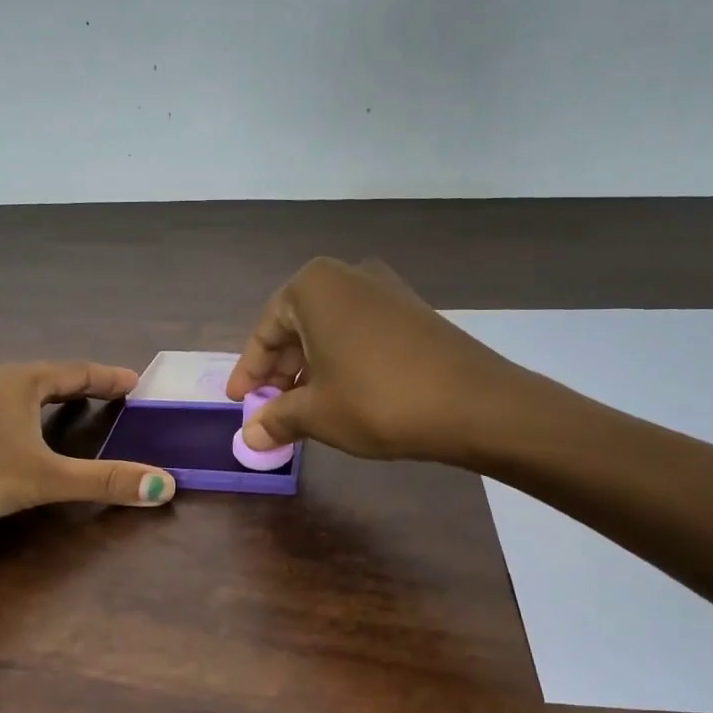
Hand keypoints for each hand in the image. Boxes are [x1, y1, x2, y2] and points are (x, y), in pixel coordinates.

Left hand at [0, 362, 176, 530]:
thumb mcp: (43, 478)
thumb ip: (103, 481)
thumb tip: (165, 486)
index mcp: (22, 383)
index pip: (77, 371)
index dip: (109, 377)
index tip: (137, 381)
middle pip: (52, 378)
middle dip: (85, 386)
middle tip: (115, 396)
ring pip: (25, 396)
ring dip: (55, 401)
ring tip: (78, 413)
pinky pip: (7, 414)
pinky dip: (31, 420)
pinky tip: (26, 440)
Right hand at [226, 257, 513, 463]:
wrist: (474, 403)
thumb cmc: (377, 400)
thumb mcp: (317, 413)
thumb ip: (277, 419)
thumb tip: (250, 437)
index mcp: (313, 287)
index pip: (265, 332)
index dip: (249, 372)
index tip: (238, 402)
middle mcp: (347, 276)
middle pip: (297, 327)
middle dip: (280, 370)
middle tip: (268, 408)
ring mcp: (384, 290)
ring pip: (329, 330)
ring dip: (310, 368)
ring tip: (302, 407)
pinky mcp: (412, 310)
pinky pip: (359, 332)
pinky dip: (341, 361)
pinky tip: (341, 394)